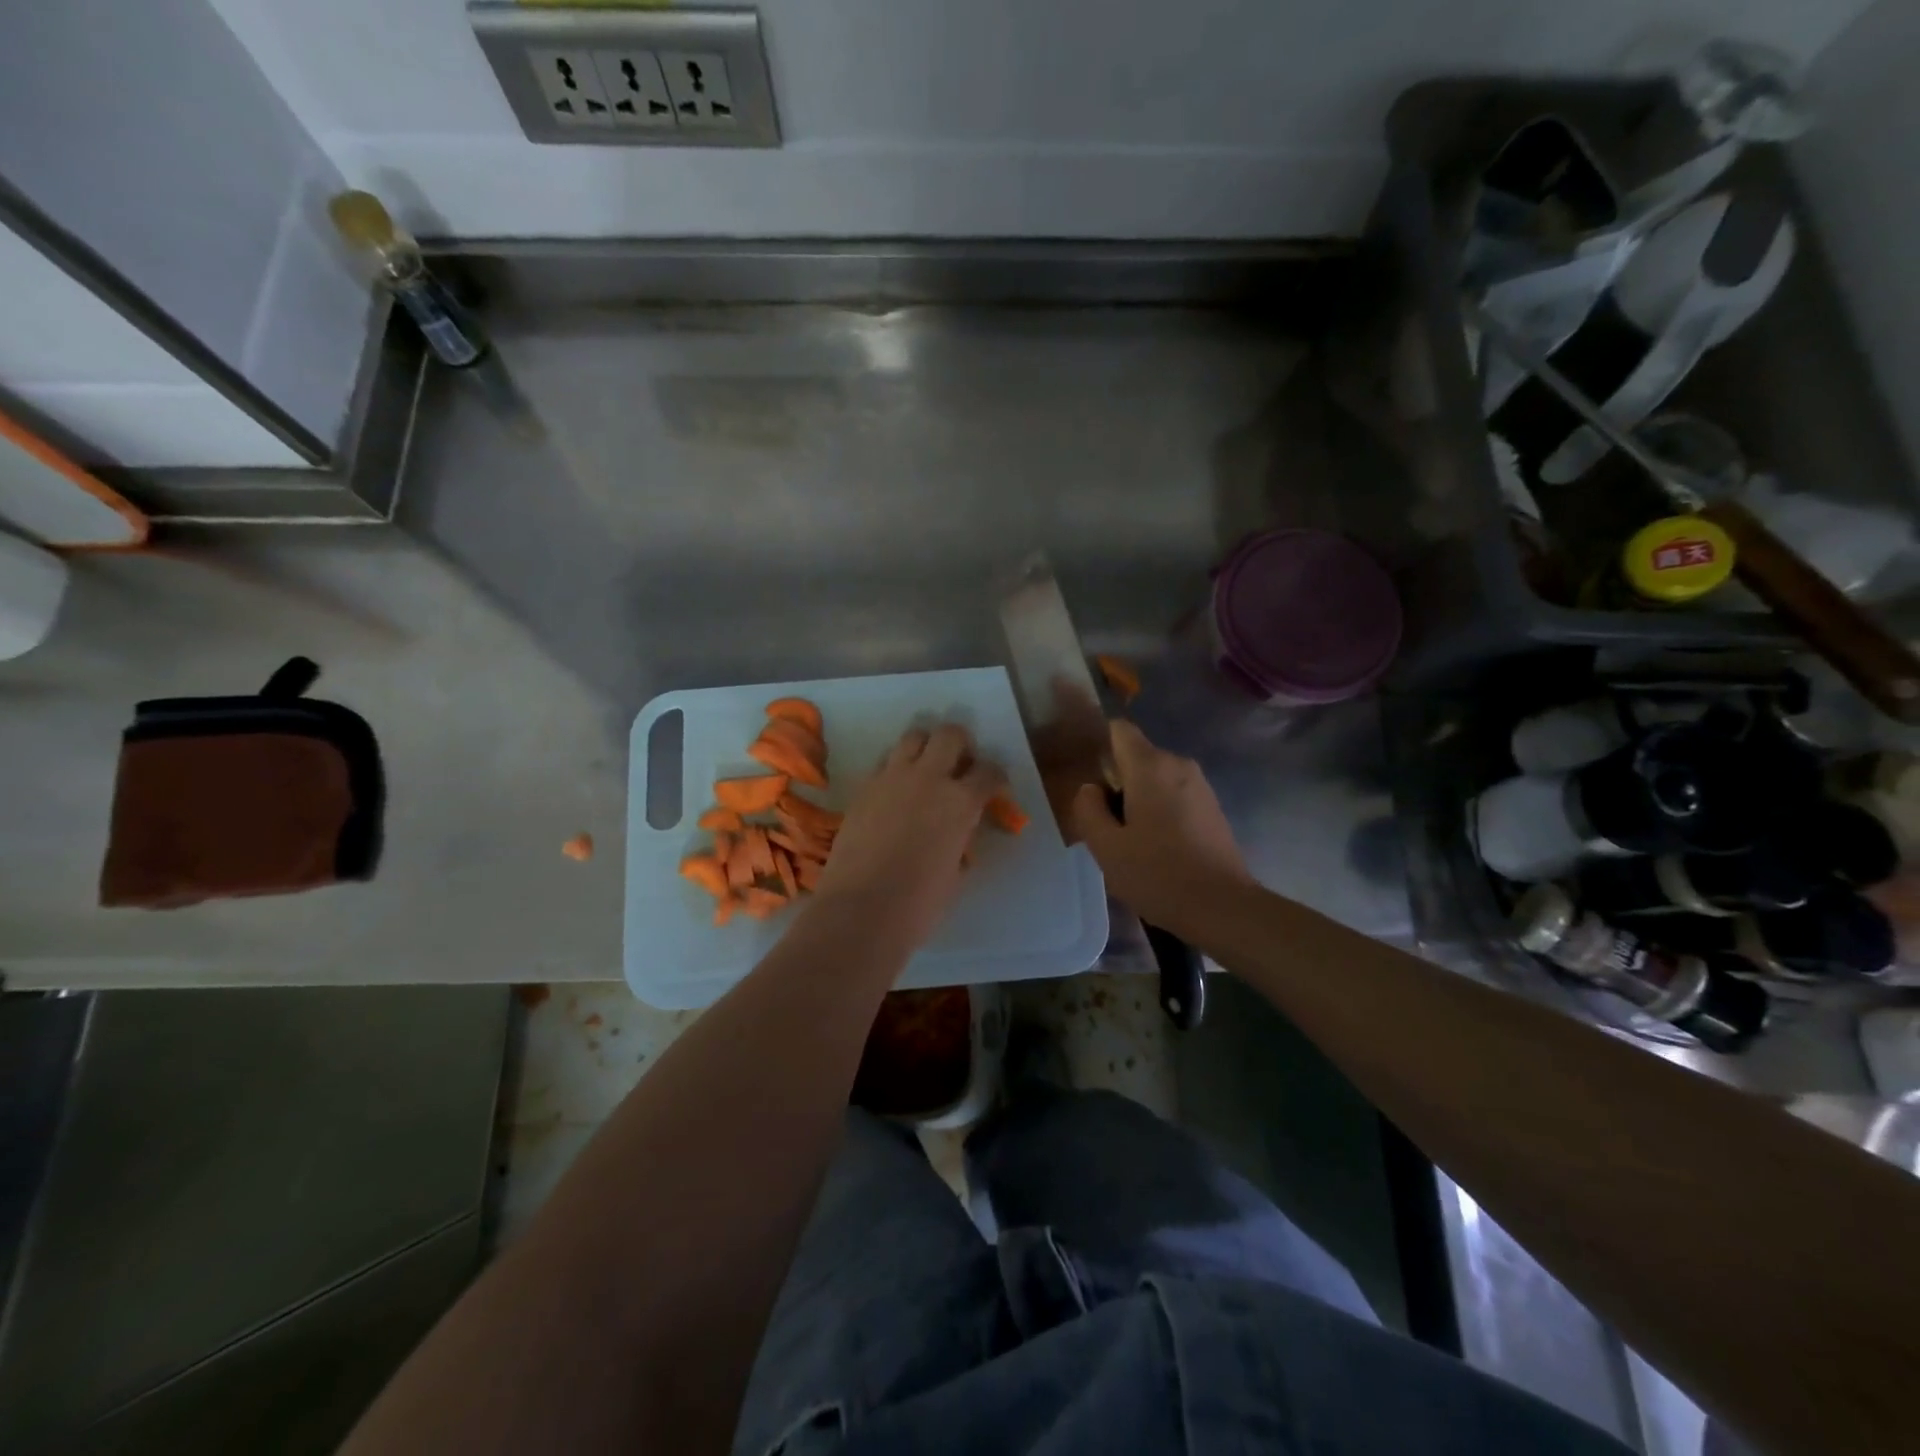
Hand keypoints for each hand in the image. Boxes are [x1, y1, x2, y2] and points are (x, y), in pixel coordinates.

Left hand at [810, 723, 1006, 948]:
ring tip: (926, 769)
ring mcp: (891, 778)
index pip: (989, 772)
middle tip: (960, 764)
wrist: (861, 909)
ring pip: (913, 737)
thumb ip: (961, 841)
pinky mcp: (864, 787)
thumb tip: (958, 834)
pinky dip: (896, 768)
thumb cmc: (919, 903)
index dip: (995, 777)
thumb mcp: (956, 872)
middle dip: (961, 743)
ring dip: (925, 746)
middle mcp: (929, 778)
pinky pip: (885, 762)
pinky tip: (896, 791)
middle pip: (950, 735)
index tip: (993, 787)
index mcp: (961, 802)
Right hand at [1070, 721, 1252, 928]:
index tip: (1086, 773)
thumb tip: (1090, 789)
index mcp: (1150, 766)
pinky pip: (1174, 795)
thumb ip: (1088, 809)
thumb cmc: (1158, 874)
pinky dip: (1159, 810)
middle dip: (1116, 780)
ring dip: (1138, 798)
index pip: (1119, 729)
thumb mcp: (1106, 847)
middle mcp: (1178, 765)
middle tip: (1100, 819)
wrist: (1223, 907)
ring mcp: (1200, 785)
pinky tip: (1154, 846)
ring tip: (1126, 837)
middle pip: (1136, 756)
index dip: (1098, 743)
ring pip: (1155, 778)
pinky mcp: (1212, 807)